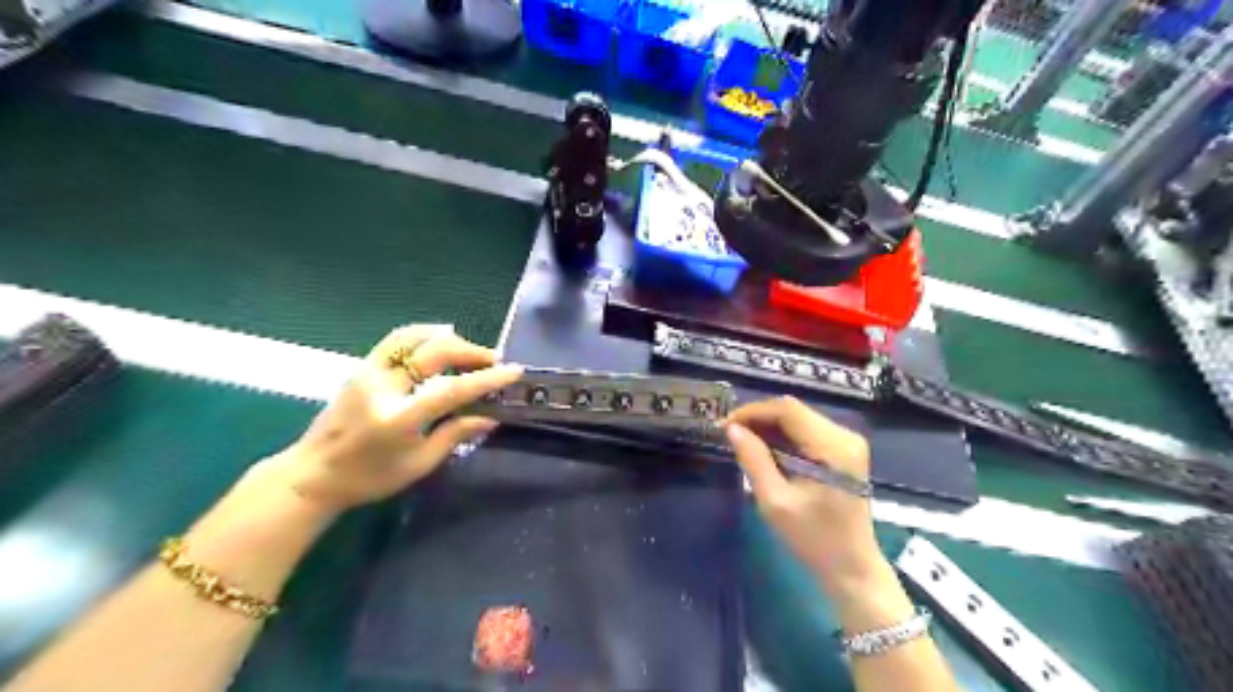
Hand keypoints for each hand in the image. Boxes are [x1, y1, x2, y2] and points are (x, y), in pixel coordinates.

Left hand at [269, 323, 521, 512]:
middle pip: (435, 353)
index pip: (452, 389)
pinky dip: (424, 335)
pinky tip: (440, 340)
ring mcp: (369, 372)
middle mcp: (383, 387)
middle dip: (471, 351)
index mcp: (399, 417)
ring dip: (448, 339)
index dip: (486, 379)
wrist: (313, 474)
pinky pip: (397, 340)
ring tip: (469, 349)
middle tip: (493, 360)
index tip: (513, 371)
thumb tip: (490, 417)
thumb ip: (455, 435)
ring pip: (414, 337)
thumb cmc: (369, 478)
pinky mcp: (362, 367)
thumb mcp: (418, 465)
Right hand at [724, 396, 885, 595]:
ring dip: (769, 426)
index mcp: (833, 447)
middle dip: (758, 418)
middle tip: (730, 434)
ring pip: (799, 418)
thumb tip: (732, 429)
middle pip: (793, 410)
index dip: (753, 411)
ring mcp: (848, 442)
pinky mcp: (844, 451)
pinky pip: (807, 431)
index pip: (788, 410)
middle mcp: (845, 436)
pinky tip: (764, 449)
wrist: (852, 568)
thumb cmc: (814, 539)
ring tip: (742, 441)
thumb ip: (754, 460)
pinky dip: (783, 436)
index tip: (725, 426)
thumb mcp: (775, 501)